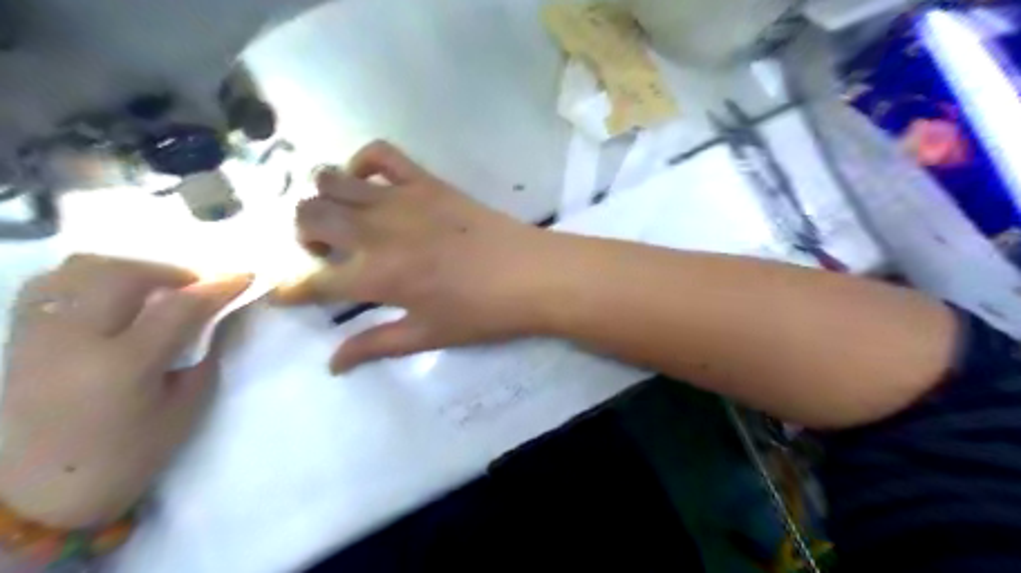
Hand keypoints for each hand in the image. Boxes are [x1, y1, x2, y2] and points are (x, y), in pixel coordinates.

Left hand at [1, 256, 250, 528]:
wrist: (40, 496)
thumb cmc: (128, 457)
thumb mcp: (185, 409)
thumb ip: (205, 356)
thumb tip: (217, 317)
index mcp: (124, 366)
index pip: (179, 307)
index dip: (218, 287)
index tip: (244, 276)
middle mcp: (74, 341)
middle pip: (123, 275)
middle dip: (172, 271)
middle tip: (197, 286)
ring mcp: (38, 337)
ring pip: (79, 270)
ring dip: (128, 269)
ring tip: (153, 286)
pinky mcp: (19, 340)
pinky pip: (50, 286)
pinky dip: (88, 278)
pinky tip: (110, 294)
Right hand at [276, 142, 561, 373]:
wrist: (531, 275)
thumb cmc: (482, 313)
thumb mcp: (427, 336)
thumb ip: (375, 345)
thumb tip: (332, 364)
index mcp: (376, 277)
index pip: (312, 281)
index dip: (289, 289)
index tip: (283, 293)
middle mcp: (376, 231)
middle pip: (309, 216)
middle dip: (301, 234)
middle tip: (323, 251)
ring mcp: (401, 199)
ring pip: (332, 180)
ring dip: (323, 198)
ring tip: (342, 217)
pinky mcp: (426, 181)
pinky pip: (381, 153)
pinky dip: (363, 162)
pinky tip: (369, 182)